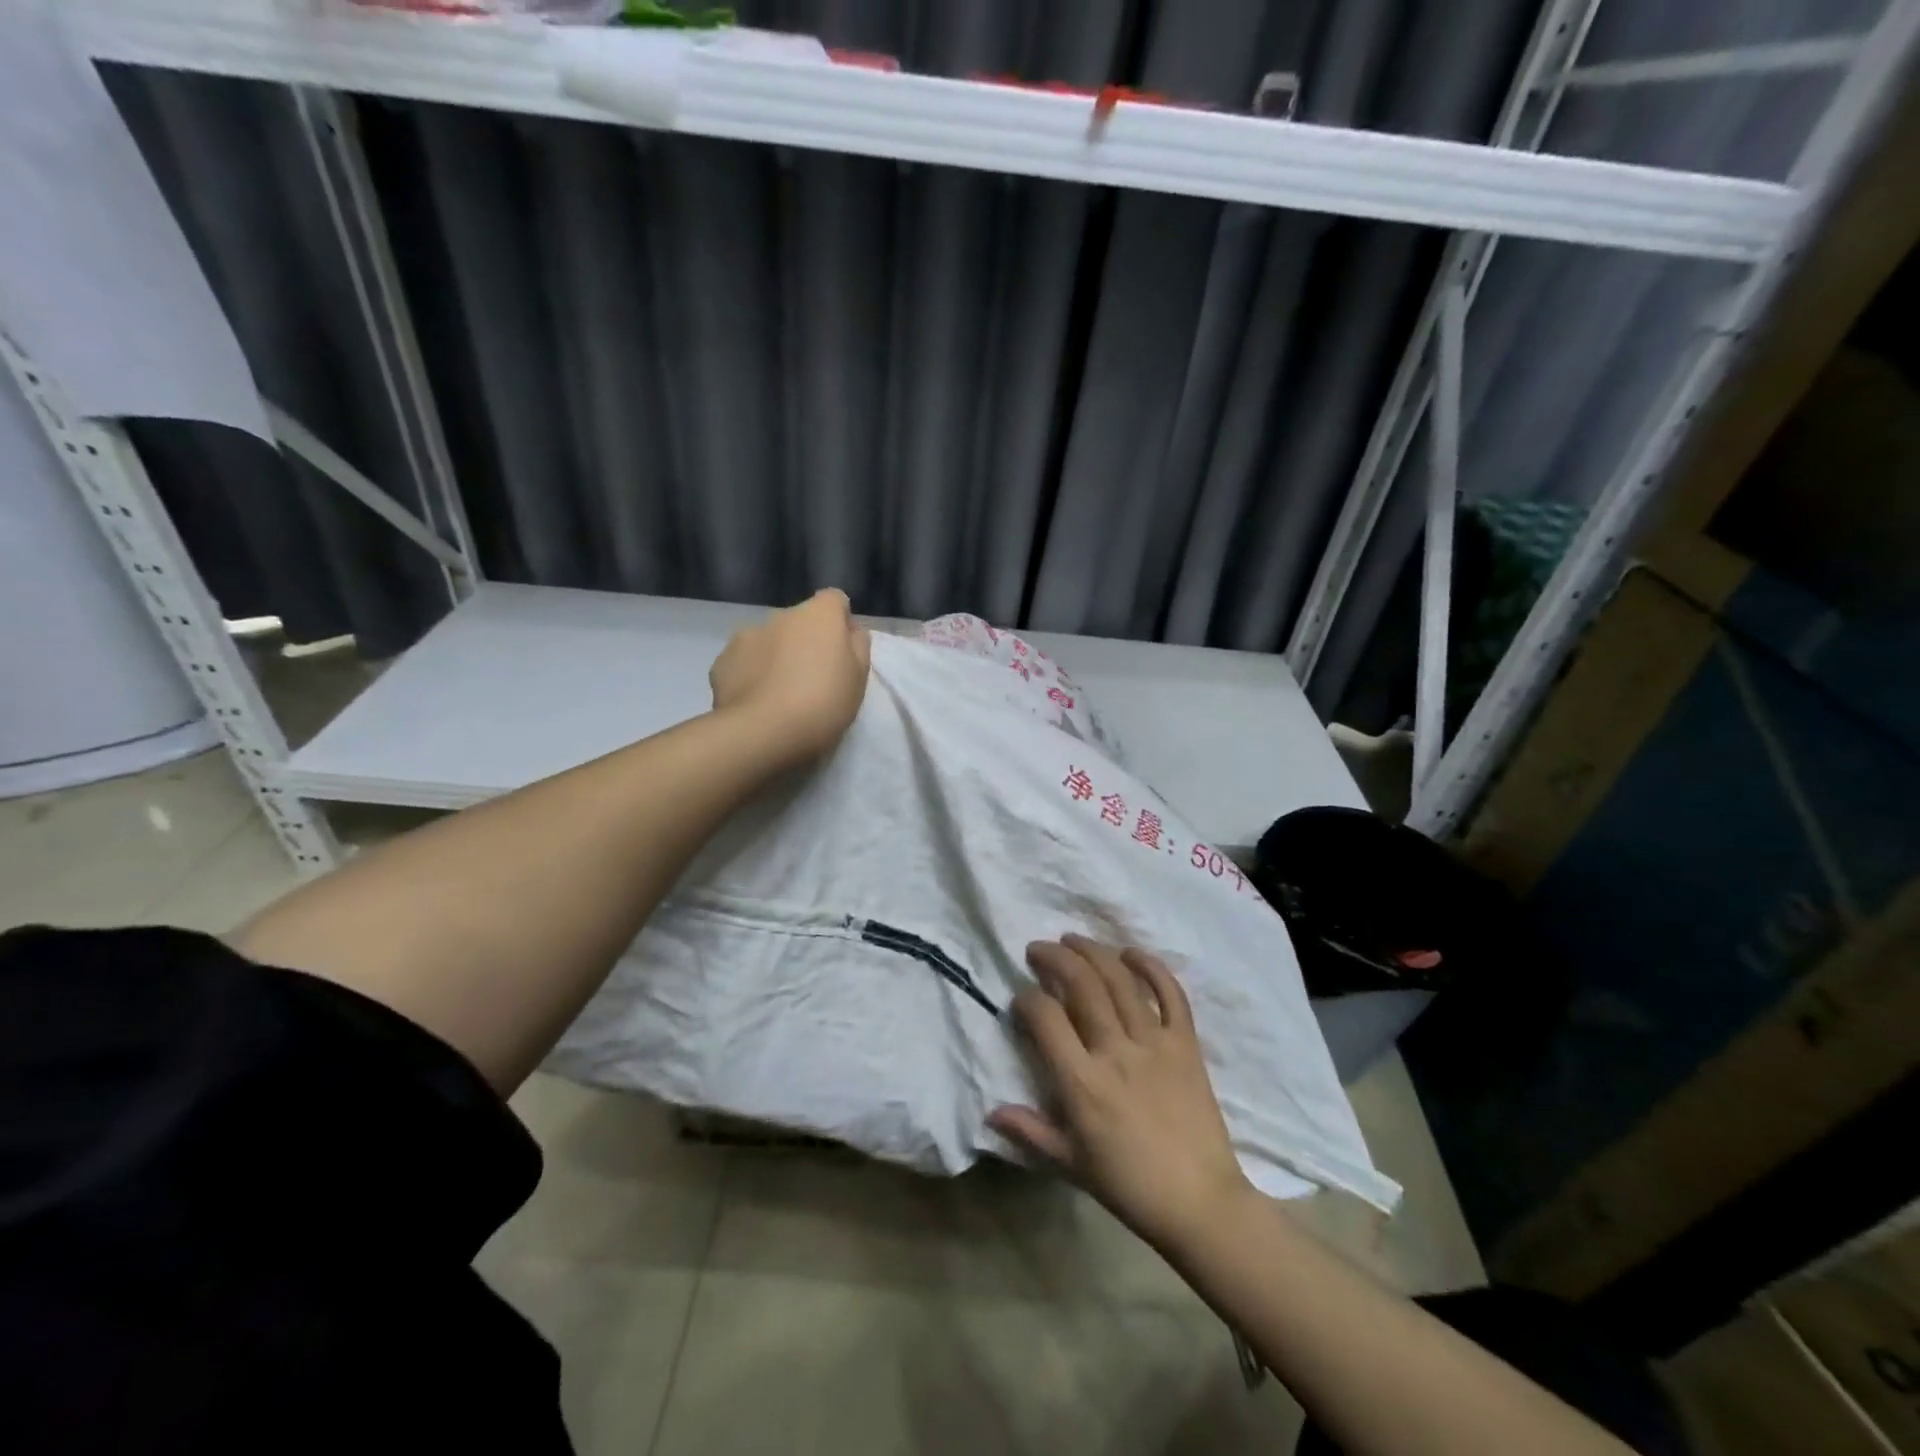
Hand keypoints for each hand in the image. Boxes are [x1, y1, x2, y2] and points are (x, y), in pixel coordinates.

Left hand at [709, 588, 872, 766]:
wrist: (762, 733)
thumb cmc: (823, 704)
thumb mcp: (859, 678)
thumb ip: (857, 646)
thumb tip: (850, 630)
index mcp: (818, 615)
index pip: (834, 600)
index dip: (840, 622)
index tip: (842, 651)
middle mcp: (780, 615)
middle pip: (799, 621)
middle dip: (805, 641)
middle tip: (812, 679)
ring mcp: (745, 635)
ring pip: (768, 640)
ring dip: (775, 656)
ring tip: (779, 693)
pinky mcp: (721, 661)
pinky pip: (743, 662)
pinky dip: (749, 674)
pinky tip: (755, 702)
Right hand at [989, 936, 1254, 1250]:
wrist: (1200, 1202)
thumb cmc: (1128, 1185)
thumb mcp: (1070, 1163)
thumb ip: (1030, 1131)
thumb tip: (991, 1111)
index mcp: (1083, 1083)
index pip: (1046, 1018)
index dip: (1027, 1000)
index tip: (1021, 998)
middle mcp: (1116, 1051)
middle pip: (1081, 985)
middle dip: (1054, 958)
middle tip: (1038, 949)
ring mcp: (1155, 1043)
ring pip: (1120, 980)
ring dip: (1093, 952)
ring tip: (1073, 939)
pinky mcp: (1186, 1044)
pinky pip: (1171, 994)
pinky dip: (1151, 967)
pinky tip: (1131, 952)